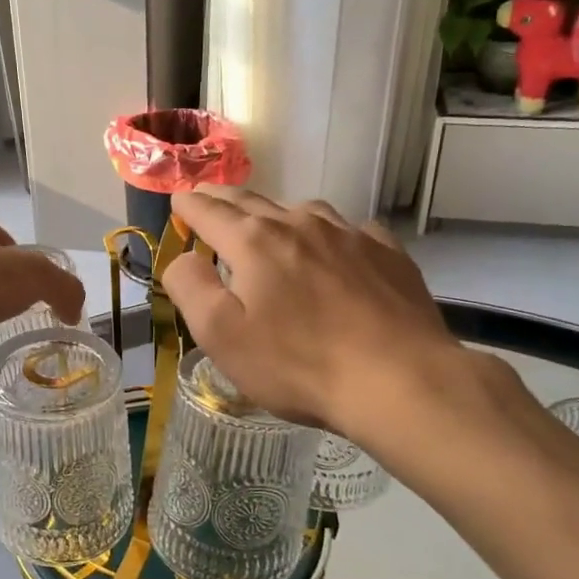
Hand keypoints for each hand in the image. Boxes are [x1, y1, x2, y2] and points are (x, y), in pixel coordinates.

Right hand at [160, 187, 471, 443]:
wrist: (400, 380)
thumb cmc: (298, 364)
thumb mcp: (221, 335)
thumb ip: (190, 287)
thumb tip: (183, 257)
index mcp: (254, 241)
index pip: (209, 211)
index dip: (189, 204)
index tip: (178, 199)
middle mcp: (299, 224)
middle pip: (252, 202)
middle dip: (224, 200)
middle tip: (209, 198)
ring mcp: (348, 234)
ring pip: (302, 211)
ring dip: (276, 214)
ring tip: (269, 225)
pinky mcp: (387, 253)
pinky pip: (348, 231)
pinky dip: (328, 234)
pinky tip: (333, 250)